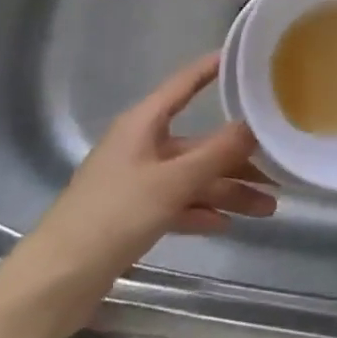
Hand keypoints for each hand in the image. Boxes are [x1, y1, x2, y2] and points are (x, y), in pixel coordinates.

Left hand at [0, 53, 275, 337]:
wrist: (58, 279)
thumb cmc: (113, 215)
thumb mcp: (171, 182)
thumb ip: (215, 154)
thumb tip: (253, 125)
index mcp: (144, 124)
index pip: (184, 84)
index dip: (212, 69)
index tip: (245, 58)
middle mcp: (142, 146)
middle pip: (198, 143)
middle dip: (237, 157)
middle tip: (278, 168)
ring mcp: (137, 182)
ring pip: (192, 178)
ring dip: (227, 191)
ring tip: (268, 208)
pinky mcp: (134, 215)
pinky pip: (177, 204)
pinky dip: (201, 211)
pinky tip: (228, 224)